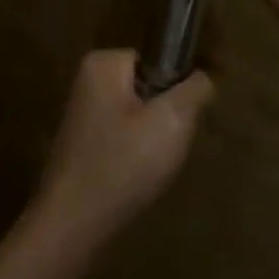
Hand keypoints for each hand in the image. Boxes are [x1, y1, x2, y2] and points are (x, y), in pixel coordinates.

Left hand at [34, 49, 212, 249]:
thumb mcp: (172, 121)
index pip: (158, 59)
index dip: (178, 87)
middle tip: (170, 144)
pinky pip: (122, 134)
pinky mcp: (83, 139)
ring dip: (153, 136)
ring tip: (154, 163)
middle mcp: (88, 79)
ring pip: (138, 113)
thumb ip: (193, 91)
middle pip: (148, 86)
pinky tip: (138, 174)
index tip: (186, 118)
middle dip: (165, 114)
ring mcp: (83, 110)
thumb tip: (203, 76)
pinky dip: (135, 151)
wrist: (74, 220)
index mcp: (104, 62)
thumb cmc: (124, 163)